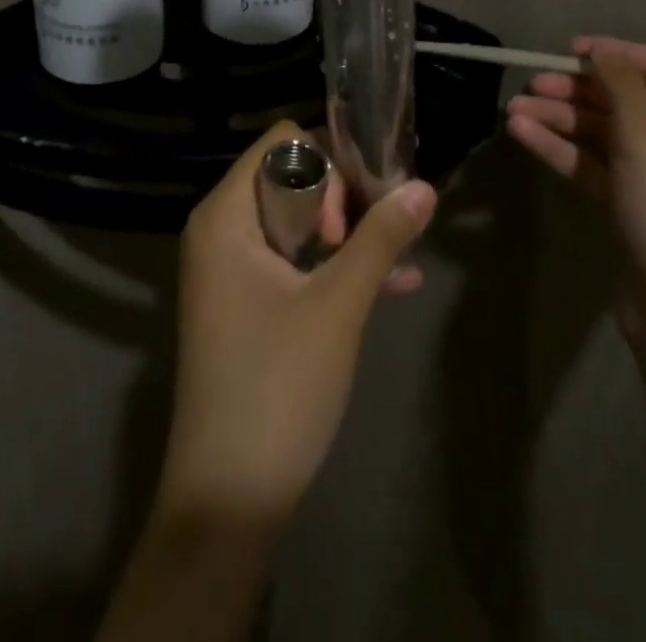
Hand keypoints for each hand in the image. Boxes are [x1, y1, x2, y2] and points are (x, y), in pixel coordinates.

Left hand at [155, 119, 437, 528]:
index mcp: (225, 216)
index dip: (329, 160)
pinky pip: (294, 263)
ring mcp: (232, 270)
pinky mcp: (246, 304)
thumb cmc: (278, 387)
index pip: (281, 144)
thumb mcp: (338, 306)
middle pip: (290, 177)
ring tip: (398, 253)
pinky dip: (335, 268)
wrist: (228, 501)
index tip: (365, 201)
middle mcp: (221, 231)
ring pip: (298, 222)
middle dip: (343, 198)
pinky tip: (397, 284)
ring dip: (348, 233)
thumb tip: (425, 185)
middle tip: (376, 236)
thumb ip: (381, 239)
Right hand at [506, 37, 645, 362]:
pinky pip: (592, 165)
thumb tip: (601, 50)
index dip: (615, 53)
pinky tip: (523, 135)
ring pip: (602, 134)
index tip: (567, 50)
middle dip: (576, 90)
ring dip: (559, 119)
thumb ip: (620, 85)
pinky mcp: (630, 208)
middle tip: (530, 84)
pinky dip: (560, 149)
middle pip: (624, 100)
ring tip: (512, 111)